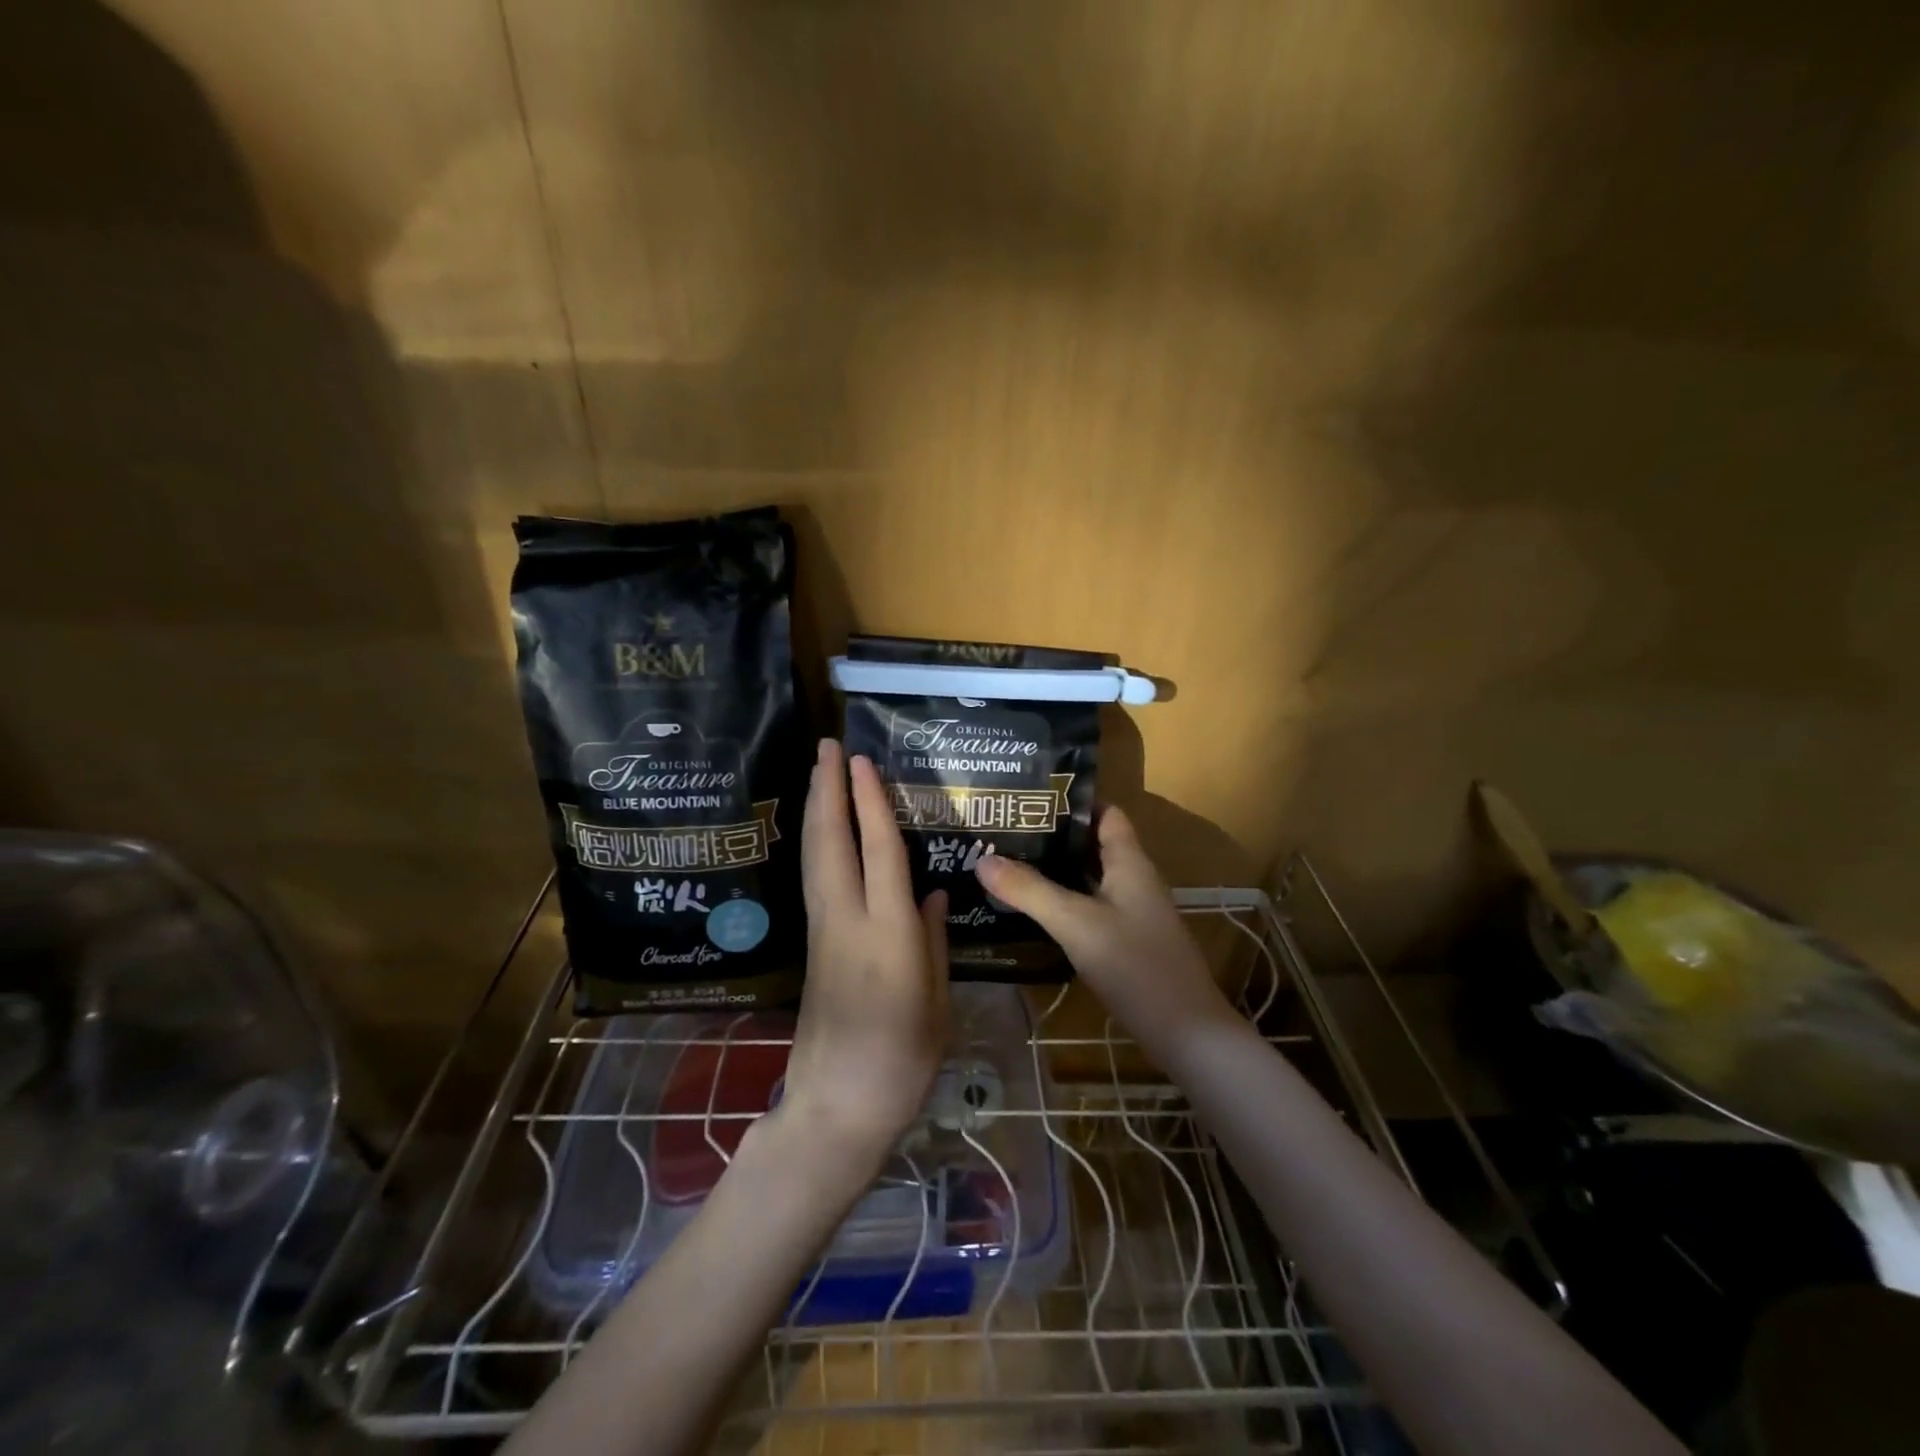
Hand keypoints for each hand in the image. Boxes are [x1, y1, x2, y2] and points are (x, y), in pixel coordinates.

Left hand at [775, 739, 947, 1170]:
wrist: (835, 1109)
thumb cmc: (901, 1062)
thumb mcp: (935, 1002)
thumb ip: (931, 939)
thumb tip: (929, 890)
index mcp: (887, 934)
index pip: (878, 851)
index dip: (870, 802)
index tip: (862, 761)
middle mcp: (847, 921)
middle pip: (831, 841)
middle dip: (827, 789)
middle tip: (828, 746)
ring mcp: (823, 931)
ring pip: (814, 856)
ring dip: (816, 808)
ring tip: (819, 771)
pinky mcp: (812, 945)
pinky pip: (813, 878)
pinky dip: (816, 842)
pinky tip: (821, 829)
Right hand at [974, 805, 1235, 1051]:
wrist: (1185, 1032)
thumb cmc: (1135, 965)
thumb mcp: (1076, 923)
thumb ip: (1030, 891)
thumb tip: (982, 860)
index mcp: (1130, 862)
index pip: (1105, 813)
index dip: (1072, 802)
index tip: (1028, 797)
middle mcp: (1133, 881)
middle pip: (1091, 845)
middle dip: (1052, 837)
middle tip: (1004, 832)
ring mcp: (1132, 913)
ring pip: (1088, 879)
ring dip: (1054, 872)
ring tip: (1007, 865)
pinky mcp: (1126, 943)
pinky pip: (1090, 909)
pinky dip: (1063, 903)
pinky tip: (1032, 912)